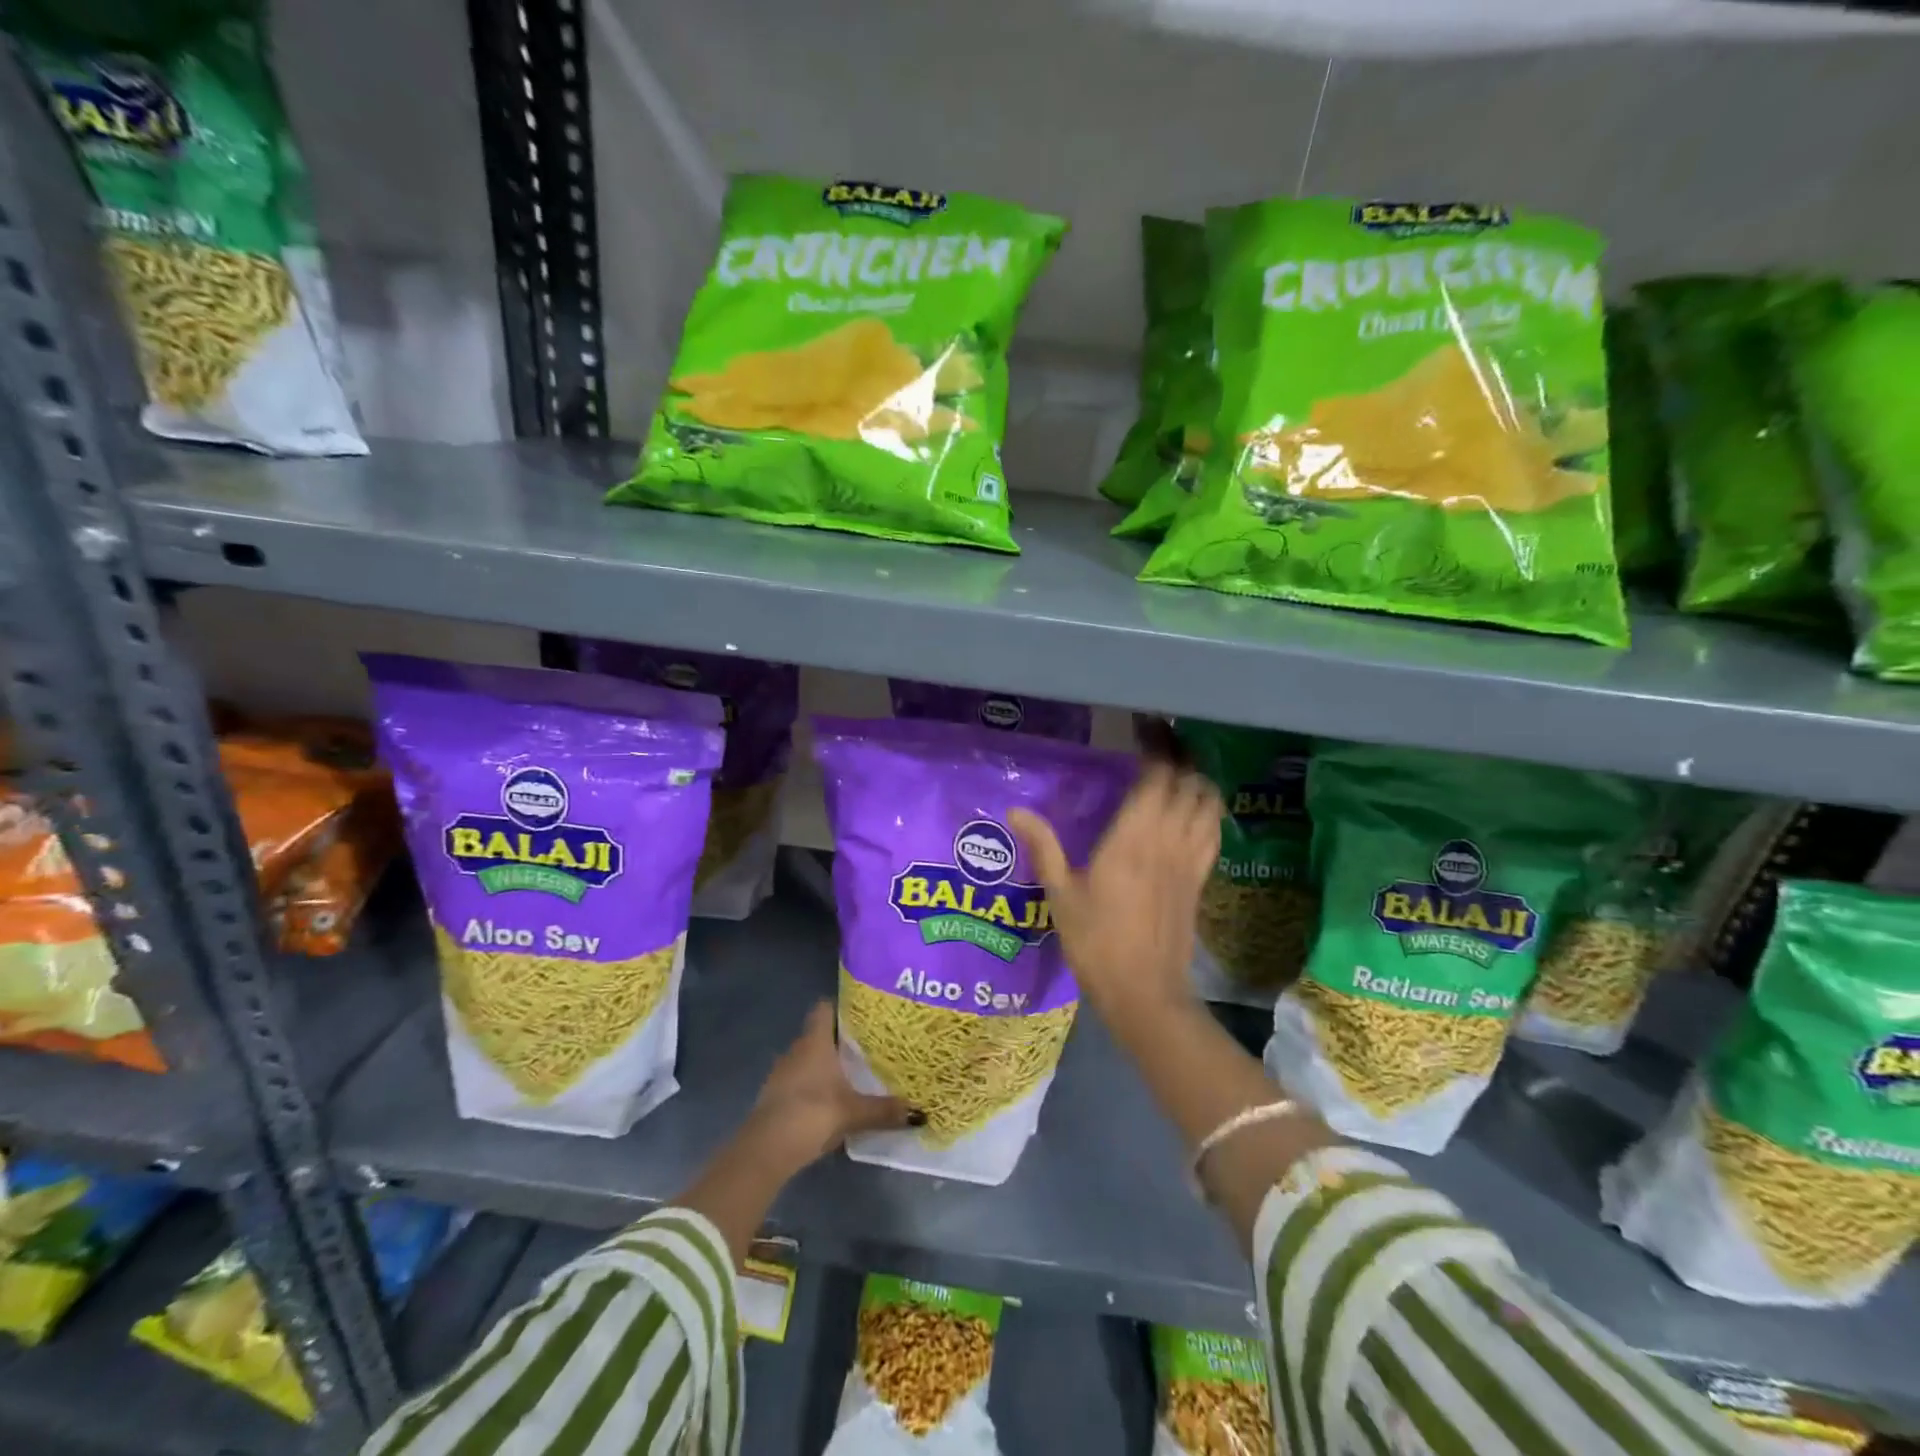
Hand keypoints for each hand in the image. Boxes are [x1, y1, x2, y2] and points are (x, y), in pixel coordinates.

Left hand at [745, 1001, 917, 1171]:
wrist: (766, 1150)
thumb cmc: (812, 1113)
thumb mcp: (854, 1112)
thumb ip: (885, 1110)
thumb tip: (920, 1112)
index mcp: (814, 1041)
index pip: (824, 1007)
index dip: (842, 1006)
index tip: (863, 1013)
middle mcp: (797, 1049)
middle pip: (819, 1033)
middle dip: (841, 1039)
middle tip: (869, 1045)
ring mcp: (782, 1073)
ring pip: (808, 1058)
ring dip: (826, 1064)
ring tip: (854, 1072)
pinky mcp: (775, 1096)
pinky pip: (800, 1080)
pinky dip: (815, 1085)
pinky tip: (832, 1099)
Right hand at [1009, 763, 1221, 1035]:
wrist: (1144, 992)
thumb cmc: (1095, 942)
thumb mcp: (1060, 894)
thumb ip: (1043, 846)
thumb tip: (1015, 810)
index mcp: (1133, 837)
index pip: (1157, 776)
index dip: (1156, 747)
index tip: (1144, 728)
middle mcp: (1168, 839)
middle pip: (1189, 781)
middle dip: (1179, 756)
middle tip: (1158, 743)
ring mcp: (1190, 859)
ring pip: (1209, 803)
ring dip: (1198, 780)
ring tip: (1177, 771)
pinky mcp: (1201, 879)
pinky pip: (1214, 831)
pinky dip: (1208, 811)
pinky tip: (1192, 811)